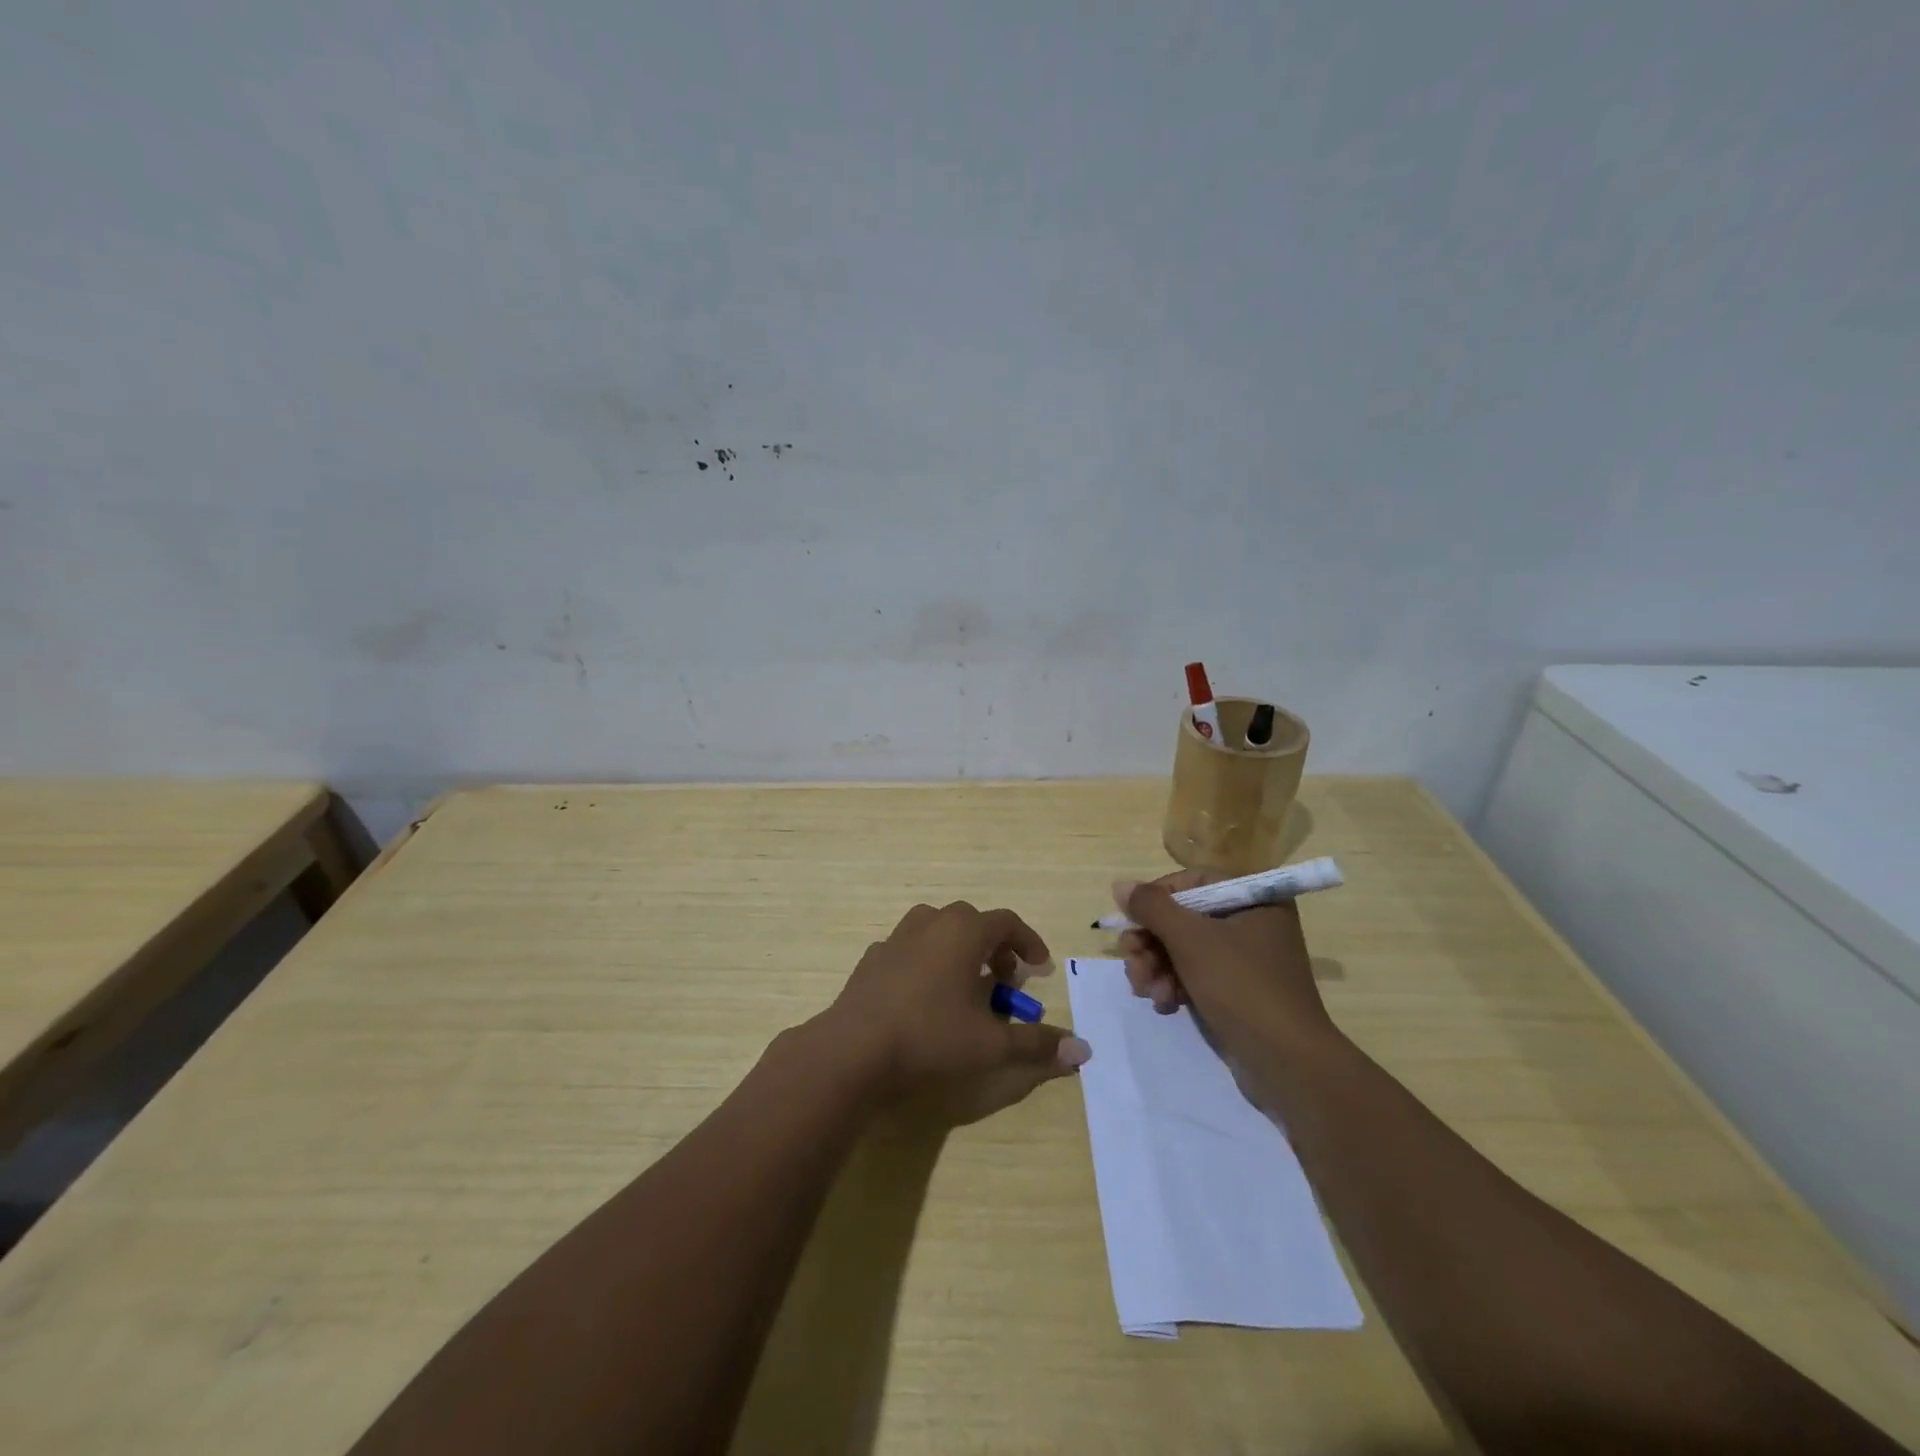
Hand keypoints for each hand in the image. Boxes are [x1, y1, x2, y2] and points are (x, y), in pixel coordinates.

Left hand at [823, 901, 1091, 1124]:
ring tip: (965, 983)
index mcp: (963, 932)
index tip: (1040, 967)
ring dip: (958, 948)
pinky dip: (926, 961)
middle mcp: (930, 923)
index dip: (1028, 942)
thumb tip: (1082, 1050)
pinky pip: (909, 948)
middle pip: (972, 921)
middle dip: (994, 946)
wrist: (854, 1049)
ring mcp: (896, 937)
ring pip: (937, 928)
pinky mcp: (872, 957)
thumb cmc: (930, 1038)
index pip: (1006, 922)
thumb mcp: (991, 1045)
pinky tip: (924, 995)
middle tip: (1005, 979)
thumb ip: (1037, 1044)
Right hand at [1114, 871, 1334, 1057]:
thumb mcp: (1191, 939)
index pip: (1193, 882)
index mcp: (1254, 900)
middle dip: (1151, 942)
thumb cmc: (1241, 986)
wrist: (1287, 1064)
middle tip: (1130, 961)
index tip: (1131, 920)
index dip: (1156, 898)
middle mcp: (1252, 923)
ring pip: (1183, 950)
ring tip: (1144, 990)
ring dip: (1156, 967)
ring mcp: (1244, 960)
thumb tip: (1120, 884)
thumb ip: (1152, 907)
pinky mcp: (1236, 992)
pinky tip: (1163, 1004)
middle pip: (1183, 918)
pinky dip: (1174, 986)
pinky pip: (1195, 976)